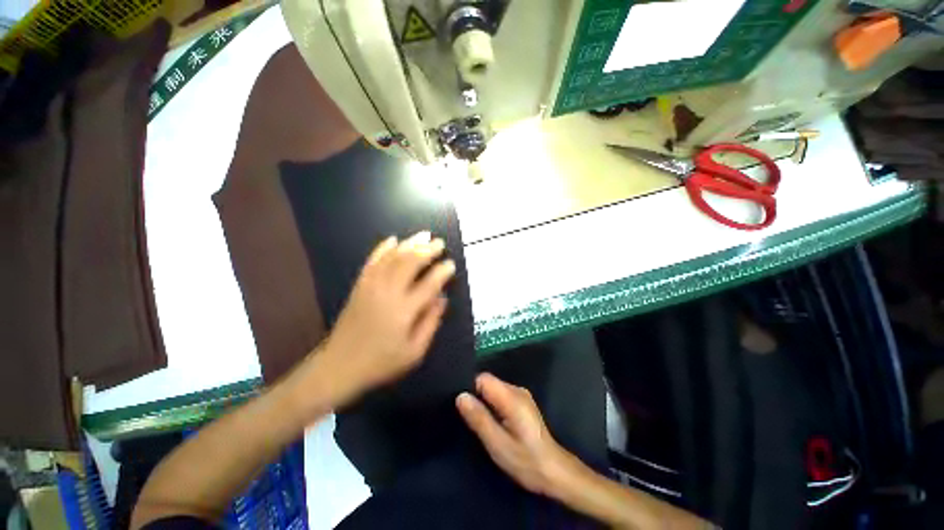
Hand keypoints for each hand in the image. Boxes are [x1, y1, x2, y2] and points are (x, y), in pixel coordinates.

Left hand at [320, 232, 455, 402]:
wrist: (339, 366)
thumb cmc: (381, 362)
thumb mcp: (414, 352)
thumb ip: (430, 323)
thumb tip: (442, 299)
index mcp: (404, 311)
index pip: (429, 284)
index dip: (442, 272)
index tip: (451, 264)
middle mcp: (388, 293)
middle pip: (410, 263)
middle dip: (427, 250)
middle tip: (439, 243)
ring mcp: (371, 286)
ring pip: (393, 257)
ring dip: (409, 244)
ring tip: (423, 235)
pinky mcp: (359, 286)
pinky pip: (372, 261)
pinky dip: (383, 248)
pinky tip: (393, 239)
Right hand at [456, 373, 571, 495]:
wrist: (554, 471)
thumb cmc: (525, 460)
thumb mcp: (497, 443)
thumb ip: (478, 418)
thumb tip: (460, 396)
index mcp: (511, 397)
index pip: (483, 378)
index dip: (470, 389)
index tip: (464, 407)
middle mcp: (517, 390)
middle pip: (489, 382)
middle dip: (477, 396)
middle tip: (470, 419)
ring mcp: (521, 395)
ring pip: (494, 389)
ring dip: (484, 402)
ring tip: (480, 422)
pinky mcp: (522, 403)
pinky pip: (501, 395)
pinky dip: (493, 405)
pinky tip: (493, 423)